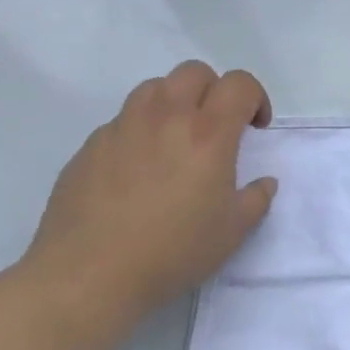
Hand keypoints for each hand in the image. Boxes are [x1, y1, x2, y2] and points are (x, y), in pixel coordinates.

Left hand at [23, 61, 275, 320]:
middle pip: (194, 72)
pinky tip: (136, 171)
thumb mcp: (232, 232)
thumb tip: (262, 183)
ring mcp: (122, 129)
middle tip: (216, 126)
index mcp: (208, 133)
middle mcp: (166, 118)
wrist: (86, 278)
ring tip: (174, 138)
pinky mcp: (89, 148)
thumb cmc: (171, 252)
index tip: (255, 127)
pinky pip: (120, 122)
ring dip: (173, 102)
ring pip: (153, 88)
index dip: (255, 97)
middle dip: (213, 90)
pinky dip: (138, 132)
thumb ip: (256, 199)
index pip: (239, 83)